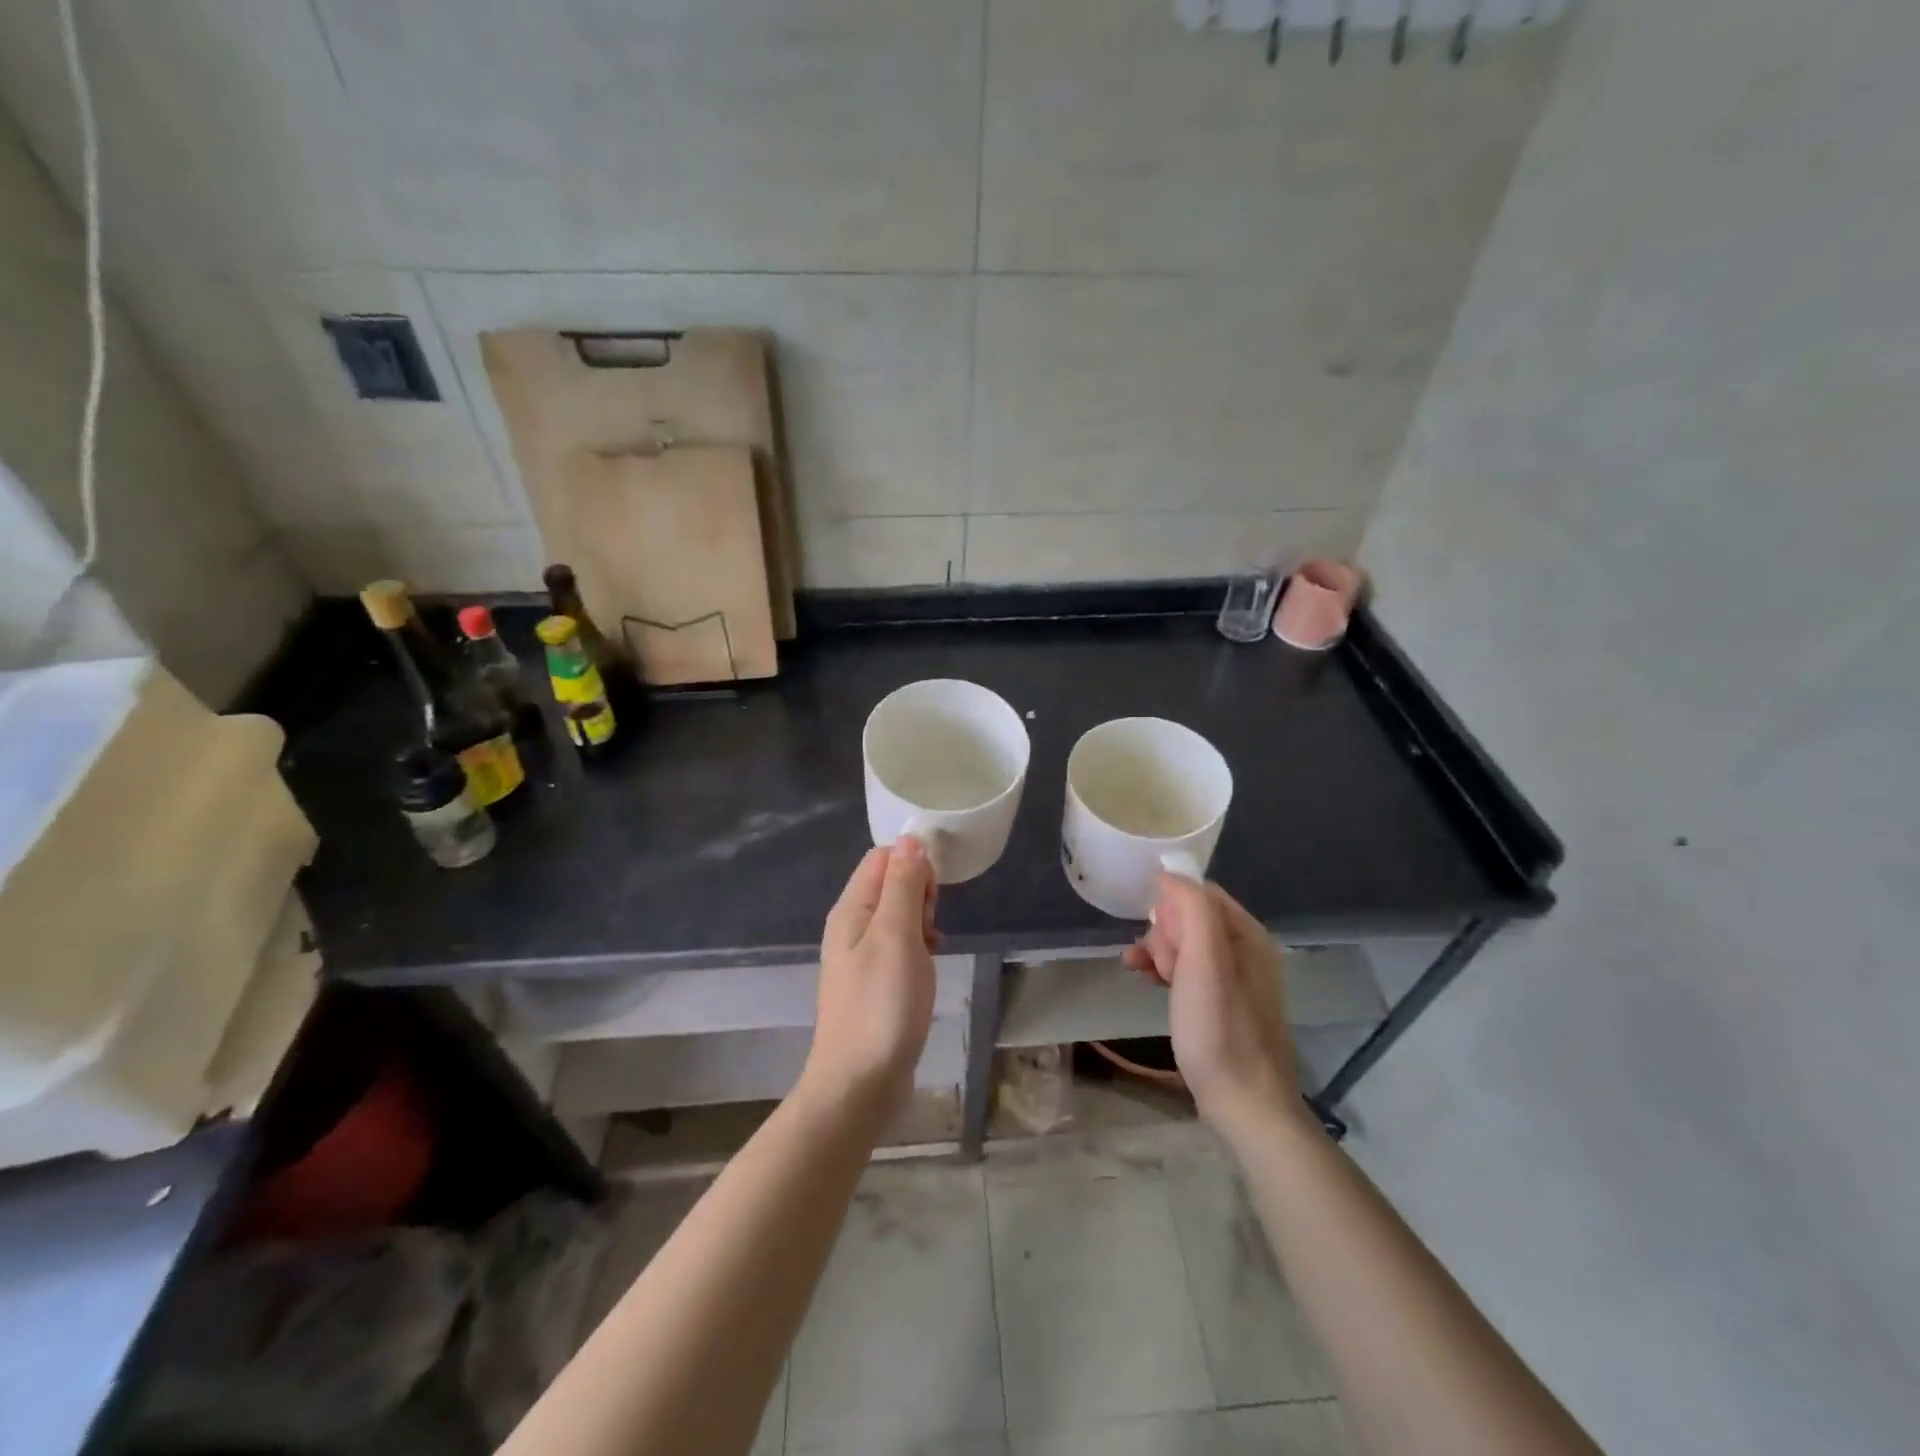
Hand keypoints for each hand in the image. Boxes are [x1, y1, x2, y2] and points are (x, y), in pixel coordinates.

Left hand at [803, 836, 938, 1113]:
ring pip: (899, 916)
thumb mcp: (896, 935)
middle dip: (920, 895)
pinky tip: (927, 969)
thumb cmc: (881, 1004)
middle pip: (891, 884)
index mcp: (851, 908)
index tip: (933, 894)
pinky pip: (900, 946)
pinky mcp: (875, 981)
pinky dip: (918, 949)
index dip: (912, 864)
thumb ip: (903, 885)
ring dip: (922, 924)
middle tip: (929, 929)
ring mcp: (861, 955)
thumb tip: (910, 838)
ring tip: (930, 951)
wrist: (860, 1083)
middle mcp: (851, 926)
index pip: (882, 858)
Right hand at [1125, 873, 1301, 1137]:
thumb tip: (1169, 873)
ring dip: (1158, 952)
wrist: (1244, 1104)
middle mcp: (1246, 951)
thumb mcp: (1204, 961)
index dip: (1171, 906)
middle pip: (1191, 918)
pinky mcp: (1222, 1004)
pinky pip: (1188, 971)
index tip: (1154, 933)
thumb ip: (1192, 909)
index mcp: (1248, 935)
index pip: (1201, 892)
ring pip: (1185, 945)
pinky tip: (1147, 982)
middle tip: (1156, 964)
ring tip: (1140, 972)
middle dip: (1163, 933)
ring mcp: (1235, 980)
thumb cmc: (1220, 1029)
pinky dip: (1165, 971)